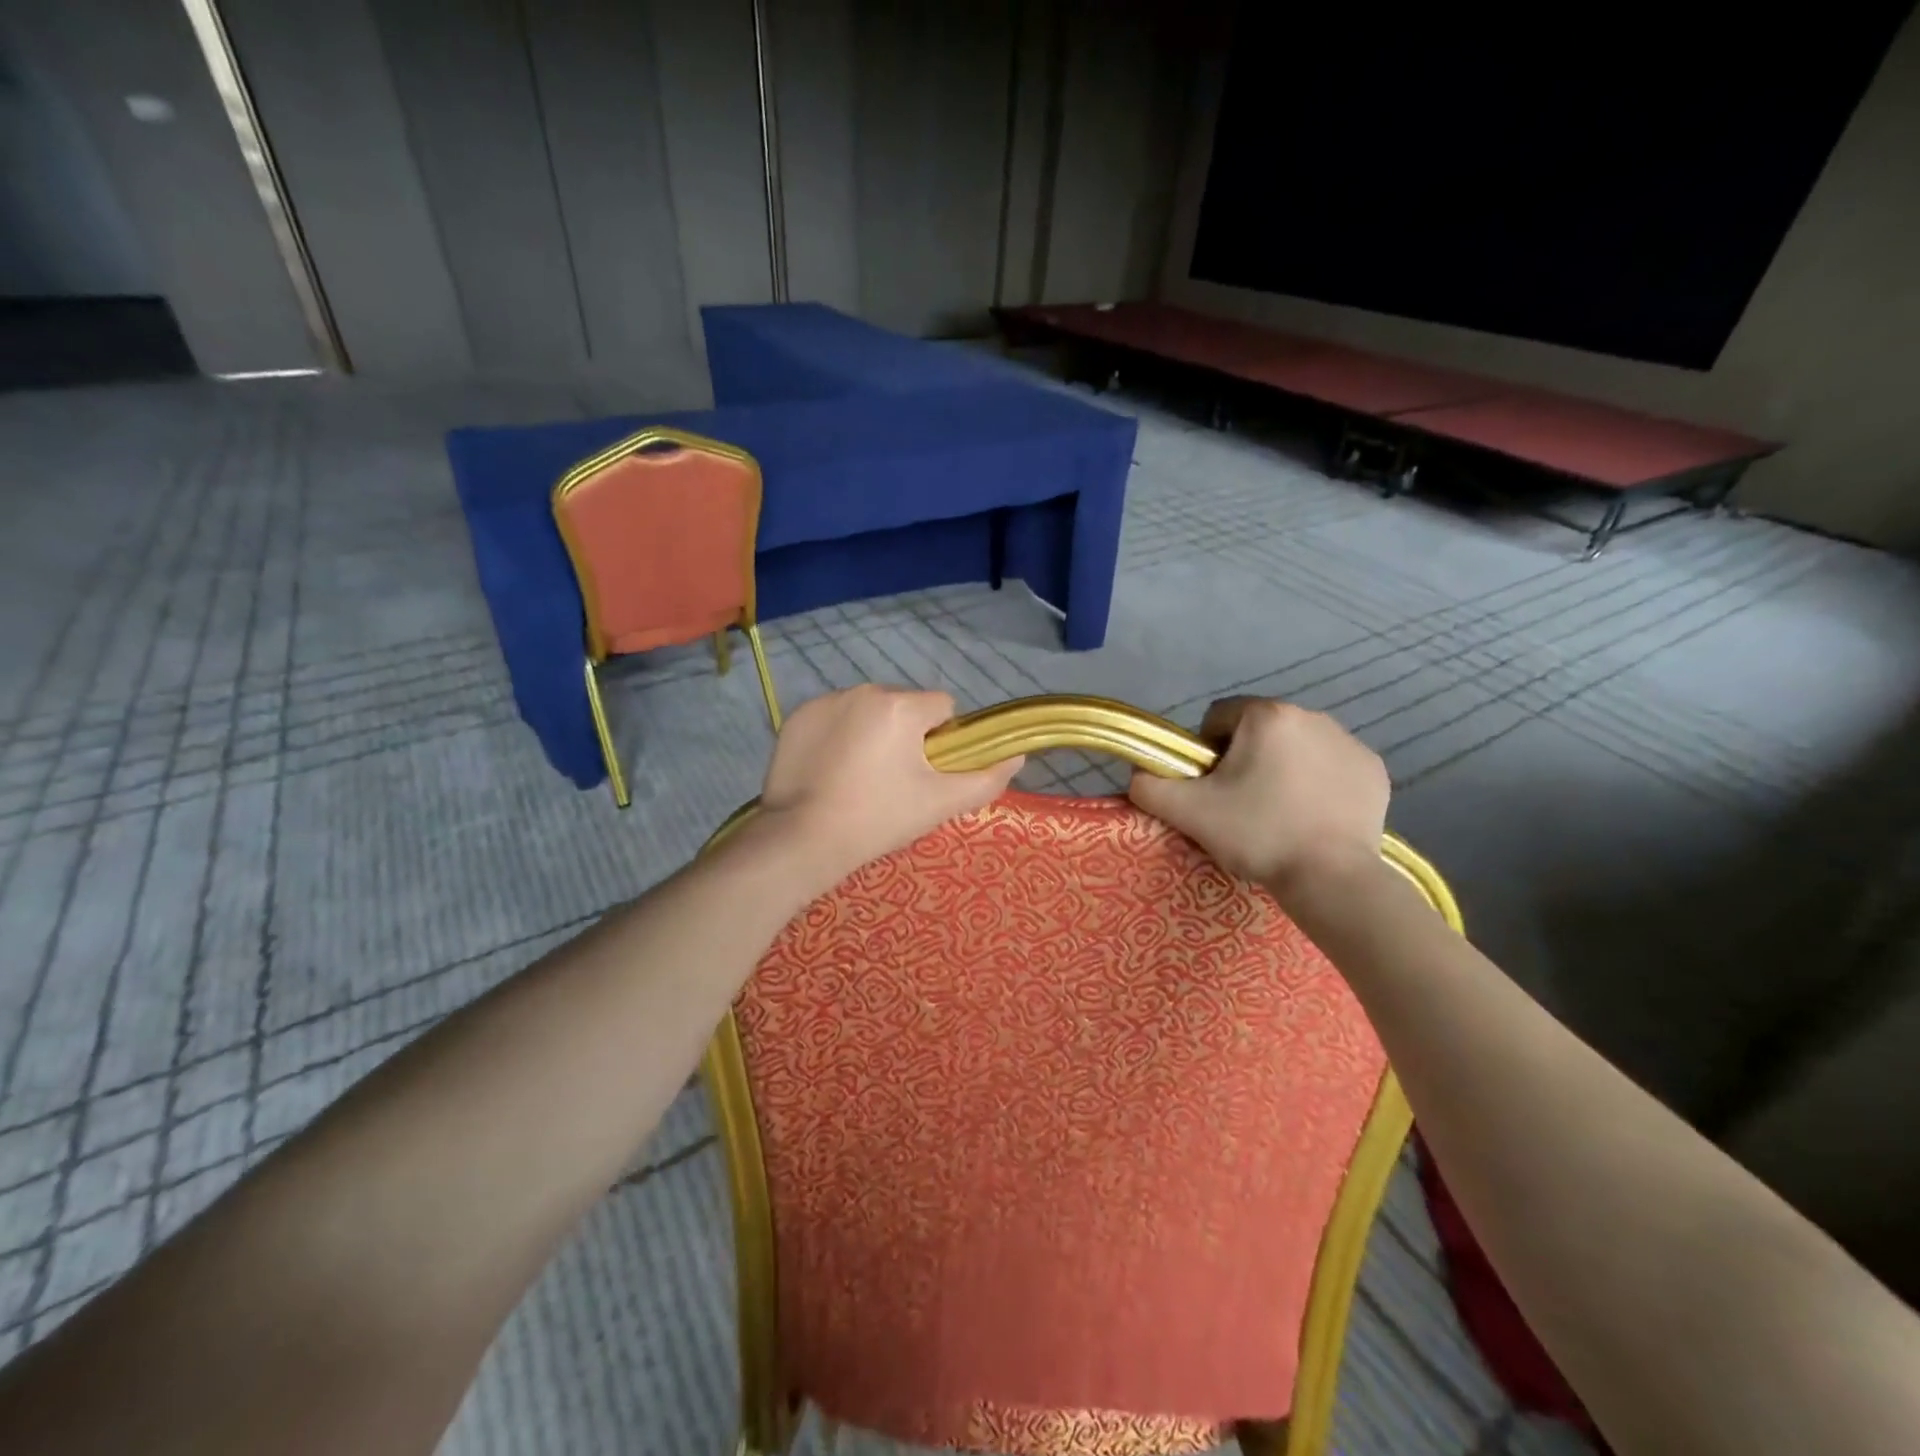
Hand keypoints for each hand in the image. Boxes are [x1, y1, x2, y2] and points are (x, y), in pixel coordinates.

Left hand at [757, 685, 1022, 882]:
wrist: (801, 840)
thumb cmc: (878, 819)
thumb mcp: (940, 804)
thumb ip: (986, 779)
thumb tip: (1018, 757)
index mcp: (901, 707)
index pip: (942, 708)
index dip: (942, 741)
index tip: (925, 774)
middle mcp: (864, 691)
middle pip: (904, 706)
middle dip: (906, 735)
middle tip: (893, 781)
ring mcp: (825, 701)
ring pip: (868, 710)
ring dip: (873, 733)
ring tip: (859, 777)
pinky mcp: (797, 717)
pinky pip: (834, 717)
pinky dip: (839, 736)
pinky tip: (831, 770)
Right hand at [1128, 698, 1387, 894]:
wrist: (1332, 879)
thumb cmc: (1257, 835)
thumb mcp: (1188, 812)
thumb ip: (1149, 786)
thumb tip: (1139, 775)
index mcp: (1266, 716)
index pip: (1218, 718)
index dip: (1205, 752)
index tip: (1211, 788)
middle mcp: (1312, 716)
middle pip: (1258, 731)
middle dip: (1245, 760)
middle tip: (1241, 805)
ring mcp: (1349, 742)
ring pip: (1296, 747)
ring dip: (1281, 769)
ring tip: (1278, 814)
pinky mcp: (1374, 770)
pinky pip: (1331, 766)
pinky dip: (1318, 784)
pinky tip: (1312, 817)